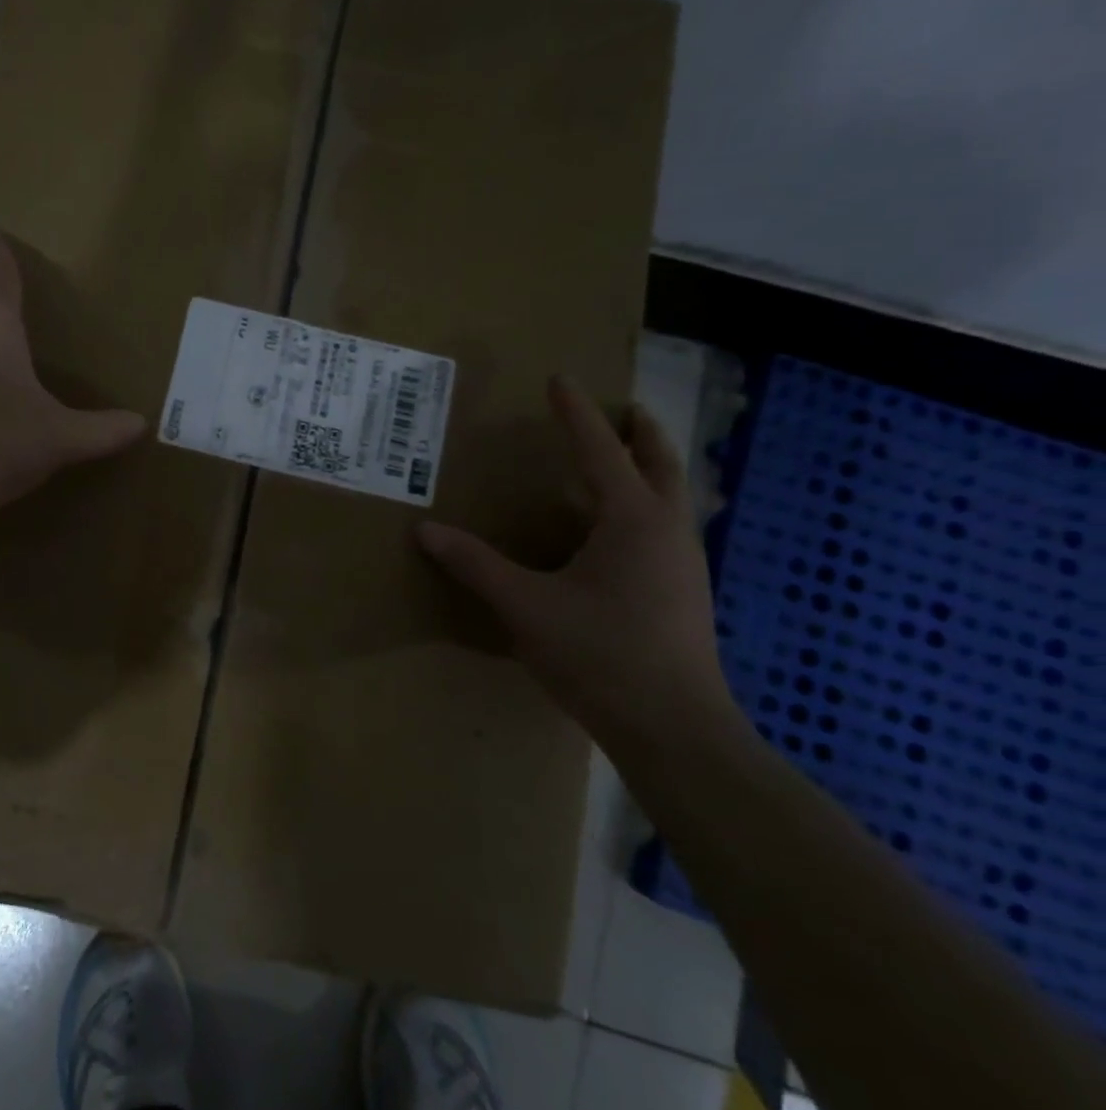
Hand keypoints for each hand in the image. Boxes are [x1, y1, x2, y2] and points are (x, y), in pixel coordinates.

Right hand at [417, 376, 733, 744]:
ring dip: (650, 468)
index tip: (561, 379)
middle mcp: (668, 531)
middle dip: (642, 432)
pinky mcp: (685, 593)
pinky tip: (621, 531)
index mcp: (633, 521)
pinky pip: (668, 527)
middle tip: (624, 408)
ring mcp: (685, 564)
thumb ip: (474, 564)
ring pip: (673, 497)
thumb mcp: (525, 605)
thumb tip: (424, 531)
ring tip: (621, 461)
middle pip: (663, 464)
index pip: (601, 450)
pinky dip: (647, 506)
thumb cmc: (600, 655)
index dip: (577, 414)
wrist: (674, 729)